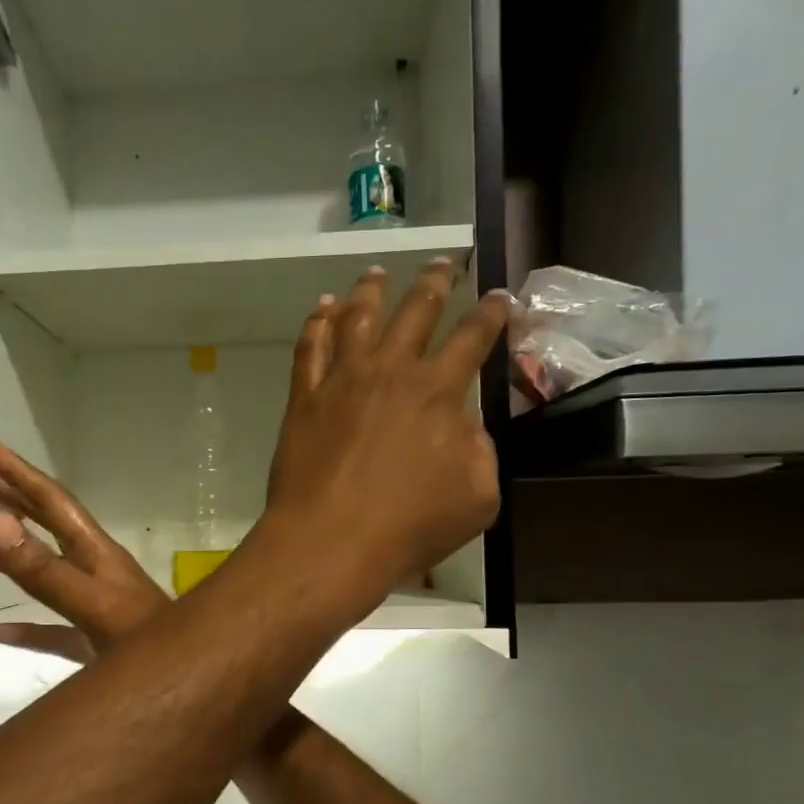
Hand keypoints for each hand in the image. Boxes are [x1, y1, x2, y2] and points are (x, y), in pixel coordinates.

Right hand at [0, 438, 168, 659]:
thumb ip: (45, 569)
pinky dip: (23, 627)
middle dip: (18, 500)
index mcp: (97, 552)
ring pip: (49, 570)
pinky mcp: (92, 640)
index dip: (22, 473)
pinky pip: (49, 627)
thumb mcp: (92, 604)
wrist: (183, 683)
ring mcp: (94, 605)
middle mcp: (95, 570)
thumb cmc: (145, 641)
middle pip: (51, 526)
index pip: (54, 502)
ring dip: (18, 553)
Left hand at [260, 260, 508, 618]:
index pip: (473, 337)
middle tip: (442, 263)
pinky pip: (311, 346)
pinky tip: (324, 308)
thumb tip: (464, 423)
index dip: (491, 313)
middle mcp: (391, 371)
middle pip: (416, 311)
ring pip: (359, 317)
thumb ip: (478, 450)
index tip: (499, 297)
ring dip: (371, 289)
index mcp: (439, 391)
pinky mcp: (305, 397)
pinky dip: (319, 321)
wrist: (330, 540)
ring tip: (376, 272)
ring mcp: (342, 379)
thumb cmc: (409, 526)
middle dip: (434, 282)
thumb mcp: (476, 496)